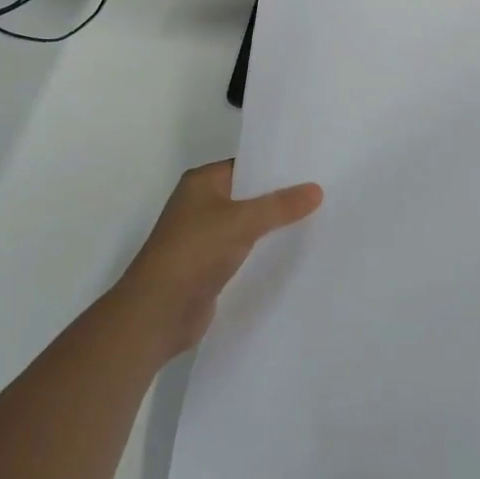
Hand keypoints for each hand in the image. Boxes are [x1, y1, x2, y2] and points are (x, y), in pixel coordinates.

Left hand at [113, 160, 322, 362]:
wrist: (157, 313)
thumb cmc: (193, 253)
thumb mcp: (240, 222)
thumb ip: (279, 206)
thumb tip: (317, 189)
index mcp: (202, 182)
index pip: (246, 165)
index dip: (276, 166)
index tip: (311, 167)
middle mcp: (201, 204)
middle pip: (248, 194)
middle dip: (279, 197)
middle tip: (322, 192)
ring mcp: (204, 237)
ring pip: (247, 224)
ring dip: (273, 226)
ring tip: (317, 220)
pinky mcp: (209, 267)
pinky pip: (243, 251)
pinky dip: (263, 251)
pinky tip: (292, 253)